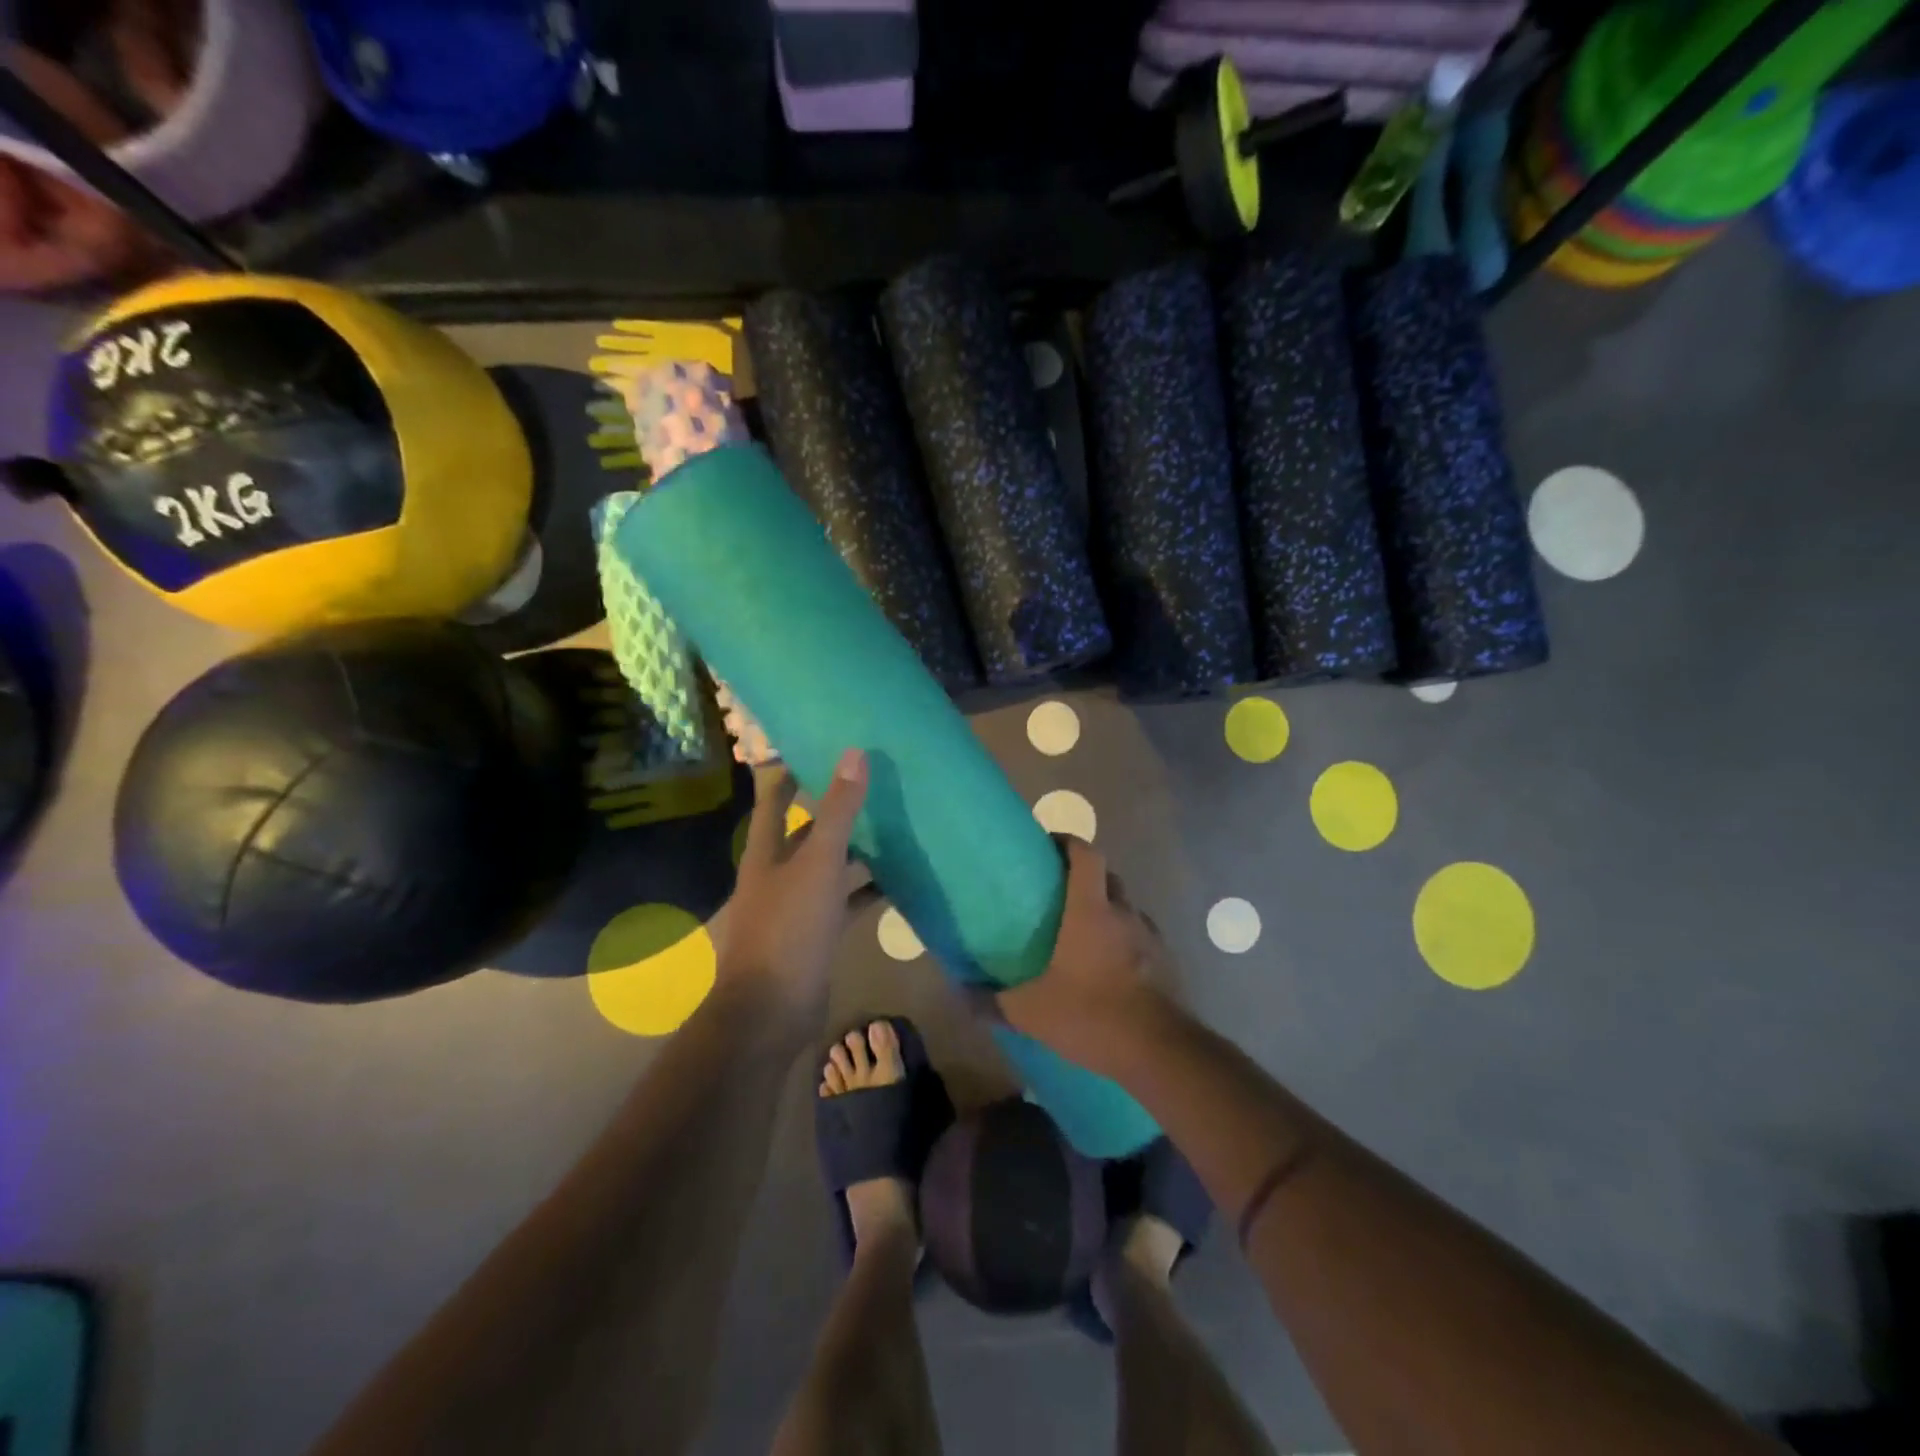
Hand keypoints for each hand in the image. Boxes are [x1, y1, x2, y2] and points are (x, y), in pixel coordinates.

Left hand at [713, 749, 868, 1023]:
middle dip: (833, 812)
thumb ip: (838, 811)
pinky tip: (897, 883)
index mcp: (766, 853)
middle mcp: (777, 875)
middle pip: (805, 834)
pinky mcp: (816, 936)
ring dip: (856, 852)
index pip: (774, 801)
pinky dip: (866, 892)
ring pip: (829, 869)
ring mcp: (796, 908)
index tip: (819, 749)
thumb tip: (854, 753)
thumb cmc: (789, 928)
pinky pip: (844, 903)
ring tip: (894, 828)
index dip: (791, 775)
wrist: (772, 1010)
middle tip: (873, 787)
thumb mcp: (818, 864)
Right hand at [993, 838, 1174, 1076]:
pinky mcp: (1165, 961)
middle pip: (1107, 876)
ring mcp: (1149, 936)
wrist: (1158, 1052)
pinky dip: (1123, 939)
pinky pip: (1140, 936)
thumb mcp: (1030, 1012)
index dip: (1068, 841)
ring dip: (1106, 909)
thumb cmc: (1091, 1015)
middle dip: (1085, 875)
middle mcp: (1123, 913)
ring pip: (1125, 907)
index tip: (1048, 846)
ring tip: (1082, 932)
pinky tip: (1108, 966)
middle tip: (1058, 893)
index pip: (1086, 854)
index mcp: (1091, 910)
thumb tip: (959, 993)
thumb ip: (992, 1001)